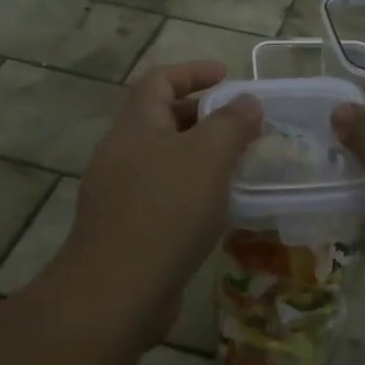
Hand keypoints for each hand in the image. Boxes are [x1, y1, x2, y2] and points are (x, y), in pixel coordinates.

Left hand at [61, 60, 261, 321]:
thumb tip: (248, 101)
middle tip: (239, 124)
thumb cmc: (166, 211)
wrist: (116, 293)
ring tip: (235, 166)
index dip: (193, 71)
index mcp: (135, 126)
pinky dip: (190, 189)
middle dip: (201, 115)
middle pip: (160, 118)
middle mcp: (120, 152)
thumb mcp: (209, 157)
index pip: (159, 79)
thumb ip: (232, 123)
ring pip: (163, 159)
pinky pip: (161, 193)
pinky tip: (216, 209)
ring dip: (198, 155)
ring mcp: (118, 193)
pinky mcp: (125, 228)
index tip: (227, 76)